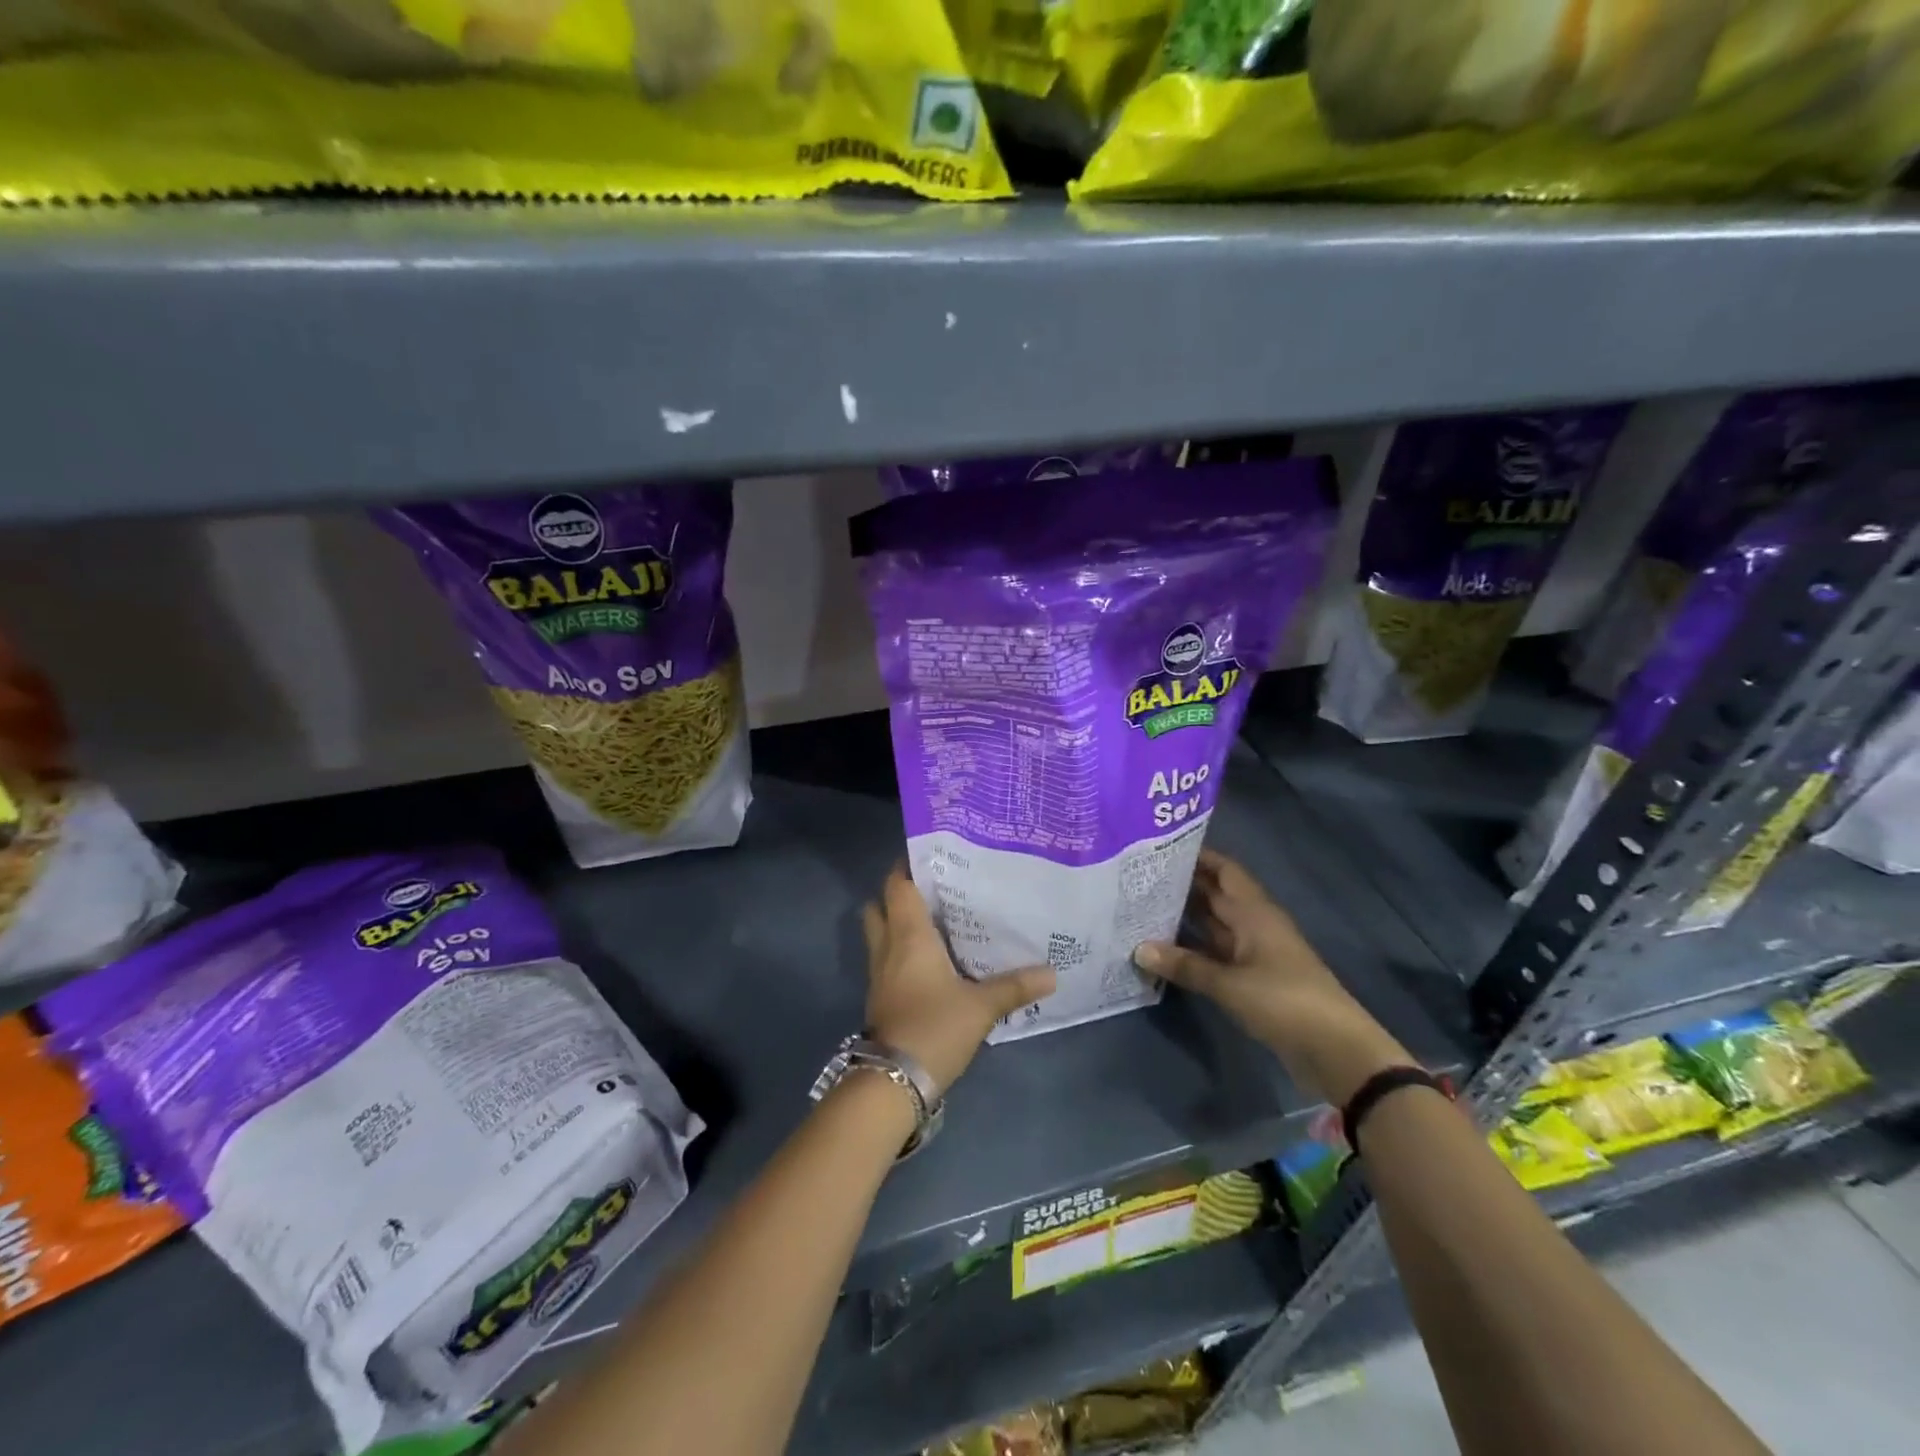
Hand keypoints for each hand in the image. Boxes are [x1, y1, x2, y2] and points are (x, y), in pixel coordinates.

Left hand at [862, 865, 1054, 1095]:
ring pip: (880, 932)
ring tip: (936, 919)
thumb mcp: (981, 1007)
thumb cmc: (934, 1028)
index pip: (898, 885)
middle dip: (900, 893)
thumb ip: (1015, 986)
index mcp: (908, 935)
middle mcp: (888, 946)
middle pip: (880, 905)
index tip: (932, 854)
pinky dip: (902, 950)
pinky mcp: (881, 996)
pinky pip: (887, 958)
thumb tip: (1052, 973)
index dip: (908, 865)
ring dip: (898, 922)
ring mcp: (879, 973)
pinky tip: (931, 959)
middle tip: (935, 888)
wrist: (892, 1082)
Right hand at [1133, 849, 1410, 1104]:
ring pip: (1214, 924)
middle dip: (1182, 885)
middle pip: (1215, 895)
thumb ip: (1185, 965)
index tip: (1159, 846)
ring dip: (1184, 916)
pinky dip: (1192, 948)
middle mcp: (1254, 924)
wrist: (1335, 1050)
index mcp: (1255, 912)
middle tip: (1138, 877)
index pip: (1223, 870)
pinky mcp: (1252, 978)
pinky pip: (1216, 952)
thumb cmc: (1284, 1001)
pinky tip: (1163, 948)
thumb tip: (1138, 949)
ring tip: (1142, 906)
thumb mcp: (1230, 984)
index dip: (1197, 856)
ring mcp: (1254, 952)